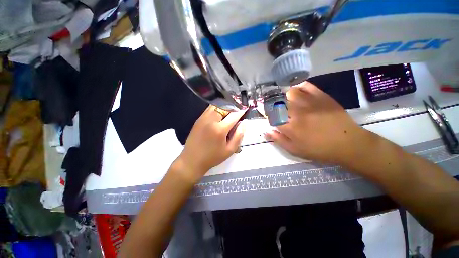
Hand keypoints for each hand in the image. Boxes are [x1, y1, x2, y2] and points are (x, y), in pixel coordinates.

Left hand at [174, 106, 245, 183]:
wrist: (192, 160)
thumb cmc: (212, 157)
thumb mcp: (230, 150)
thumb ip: (238, 135)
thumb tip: (243, 123)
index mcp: (220, 129)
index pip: (234, 115)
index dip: (241, 111)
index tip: (245, 109)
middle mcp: (211, 120)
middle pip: (225, 107)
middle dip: (233, 108)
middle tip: (237, 112)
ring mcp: (203, 118)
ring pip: (217, 105)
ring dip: (225, 107)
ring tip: (229, 113)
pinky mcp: (199, 119)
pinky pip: (210, 109)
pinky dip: (217, 109)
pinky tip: (220, 115)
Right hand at [265, 81, 365, 164]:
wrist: (348, 143)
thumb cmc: (319, 149)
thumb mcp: (295, 150)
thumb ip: (278, 140)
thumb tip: (266, 131)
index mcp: (290, 127)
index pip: (271, 116)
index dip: (266, 113)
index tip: (266, 113)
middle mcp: (297, 113)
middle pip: (278, 102)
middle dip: (273, 104)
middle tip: (276, 108)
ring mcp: (310, 103)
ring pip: (289, 92)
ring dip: (285, 96)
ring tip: (287, 101)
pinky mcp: (321, 96)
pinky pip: (306, 86)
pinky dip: (299, 88)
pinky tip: (298, 93)